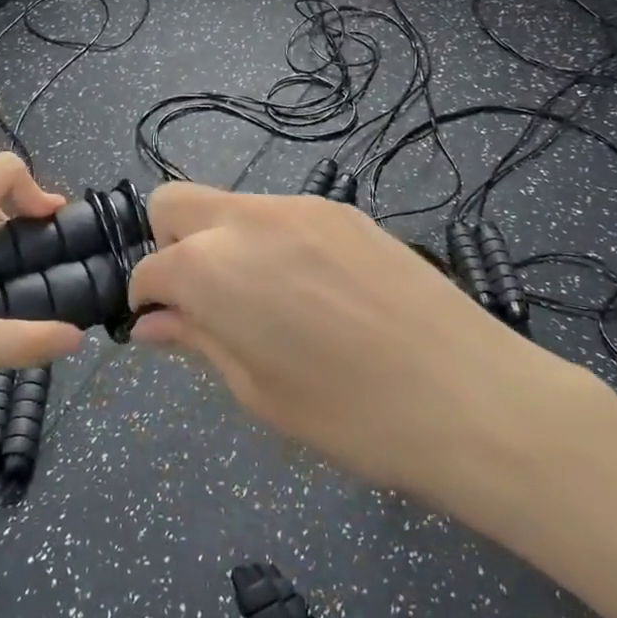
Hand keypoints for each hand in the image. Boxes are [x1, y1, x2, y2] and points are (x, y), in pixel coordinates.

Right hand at [128, 184, 581, 497]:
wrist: (469, 393)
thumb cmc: (350, 415)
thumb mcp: (258, 391)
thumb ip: (198, 341)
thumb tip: (151, 324)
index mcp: (213, 267)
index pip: (150, 269)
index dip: (147, 302)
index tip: (165, 329)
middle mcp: (249, 219)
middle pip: (174, 202)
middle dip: (169, 246)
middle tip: (204, 302)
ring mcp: (302, 206)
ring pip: (233, 206)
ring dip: (225, 243)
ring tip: (269, 304)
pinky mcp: (345, 210)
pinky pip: (284, 215)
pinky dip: (273, 243)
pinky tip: (315, 292)